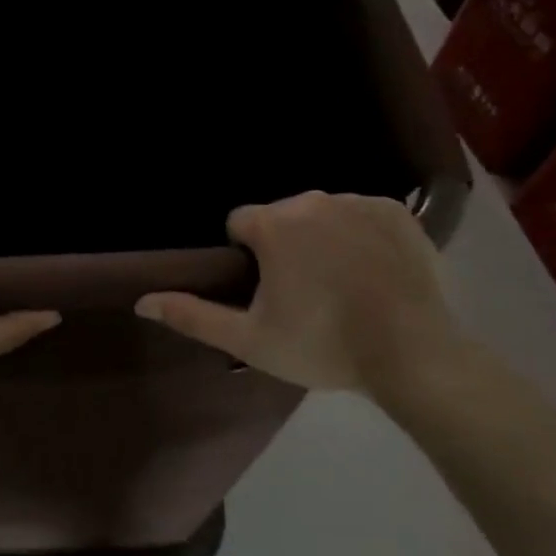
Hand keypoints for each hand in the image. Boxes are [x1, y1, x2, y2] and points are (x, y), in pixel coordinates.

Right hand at [136, 192, 460, 395]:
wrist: (413, 354)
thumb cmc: (323, 345)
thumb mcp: (250, 339)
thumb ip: (193, 315)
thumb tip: (141, 301)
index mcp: (273, 224)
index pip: (240, 223)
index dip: (246, 257)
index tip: (268, 291)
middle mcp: (312, 200)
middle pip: (281, 216)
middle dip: (284, 246)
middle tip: (305, 294)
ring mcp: (357, 202)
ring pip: (321, 214)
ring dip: (321, 238)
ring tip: (342, 285)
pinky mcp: (396, 211)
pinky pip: (362, 214)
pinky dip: (360, 235)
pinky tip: (373, 271)